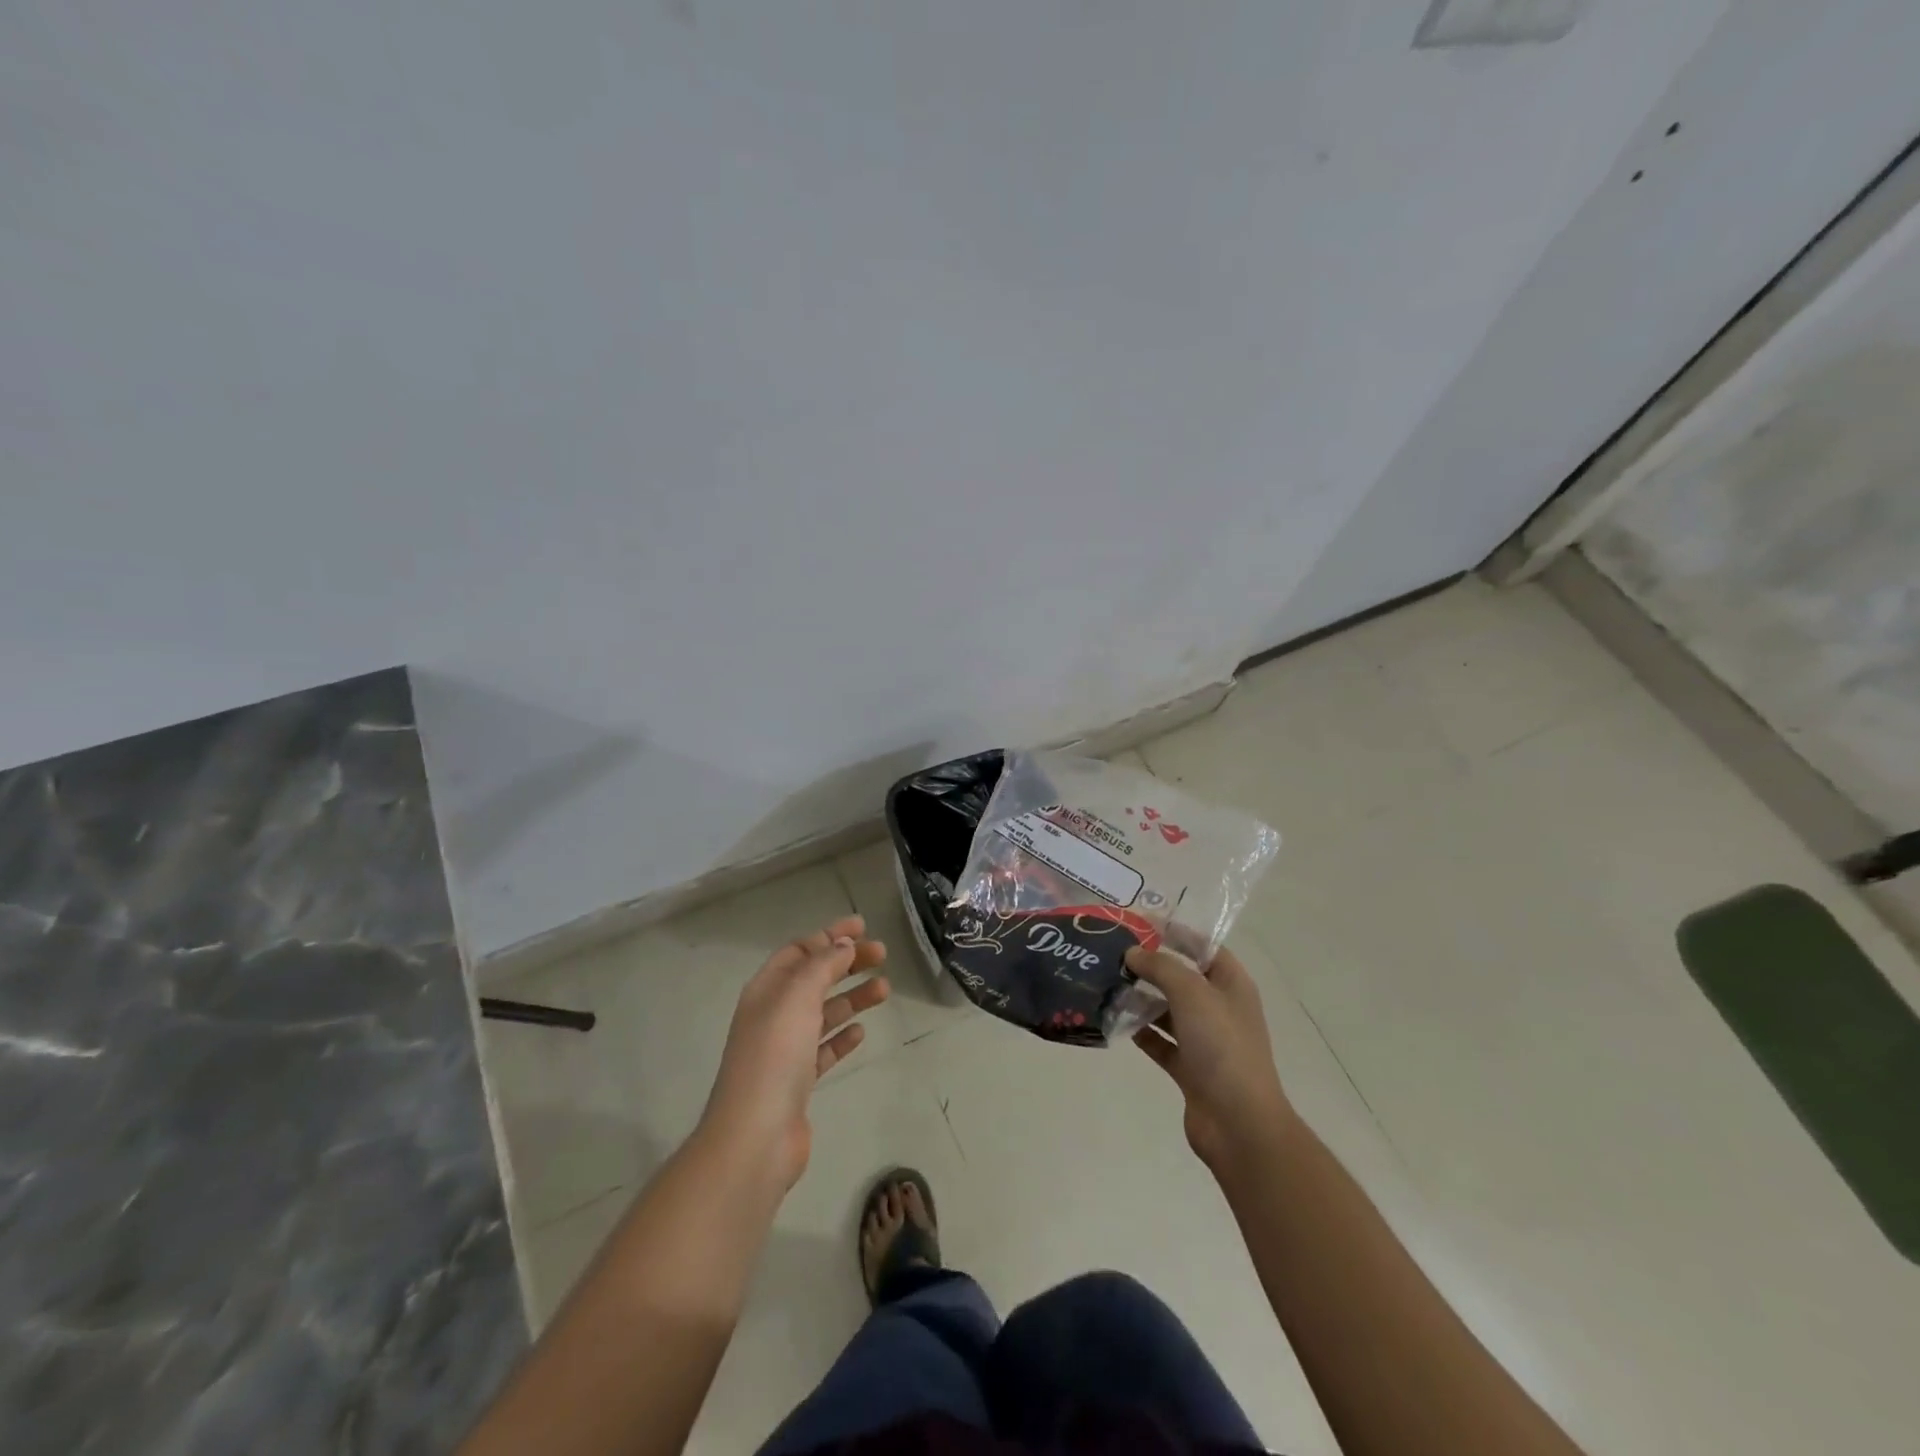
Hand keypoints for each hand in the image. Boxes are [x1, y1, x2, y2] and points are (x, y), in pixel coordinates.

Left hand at [701, 916, 888, 1190]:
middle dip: (847, 963)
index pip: (799, 951)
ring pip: (824, 1013)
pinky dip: (842, 1036)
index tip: (863, 927)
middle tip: (882, 954)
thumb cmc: (775, 1056)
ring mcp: (785, 1050)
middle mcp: (773, 1015)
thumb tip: (843, 944)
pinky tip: (862, 1033)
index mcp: (766, 990)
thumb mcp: (798, 998)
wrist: (756, 1137)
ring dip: (853, 997)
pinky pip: (824, 1049)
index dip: (829, 936)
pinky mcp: (798, 1082)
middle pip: (814, 978)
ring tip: (885, 989)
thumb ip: (822, 966)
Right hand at [1126, 944, 1293, 1173]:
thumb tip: (1133, 953)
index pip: (1202, 946)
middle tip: (1112, 953)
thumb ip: (1160, 967)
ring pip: (1168, 1010)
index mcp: (1231, 984)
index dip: (1174, 931)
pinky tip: (1115, 1021)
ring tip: (1106, 983)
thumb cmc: (1222, 1046)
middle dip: (1150, 965)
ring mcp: (1205, 1040)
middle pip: (1182, 977)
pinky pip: (1161, 1042)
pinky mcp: (1189, 1068)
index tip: (1137, 922)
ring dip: (1141, 998)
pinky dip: (1141, 1032)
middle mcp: (1220, 1008)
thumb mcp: (1192, 993)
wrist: (1239, 1124)